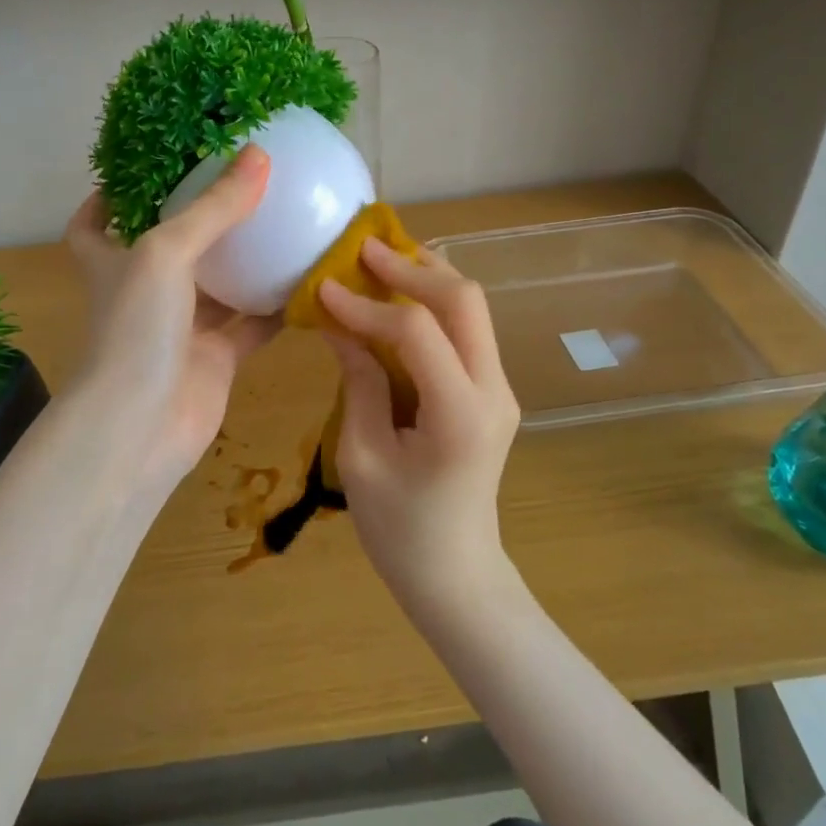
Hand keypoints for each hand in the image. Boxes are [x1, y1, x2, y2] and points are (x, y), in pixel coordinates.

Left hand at [64, 145, 278, 493]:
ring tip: (284, 221)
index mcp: (113, 262)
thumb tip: (258, 155)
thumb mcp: (166, 254)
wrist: (141, 430)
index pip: (94, 225)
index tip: (140, 172)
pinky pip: (251, 325)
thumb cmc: (136, 330)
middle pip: (168, 248)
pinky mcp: (215, 359)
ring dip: (246, 262)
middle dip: (198, 220)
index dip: (110, 198)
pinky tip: (308, 281)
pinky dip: (276, 307)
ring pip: (218, 286)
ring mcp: (181, 328)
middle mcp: (145, 292)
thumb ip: (213, 208)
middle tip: (240, 184)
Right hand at [318, 239, 521, 609]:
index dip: (368, 306)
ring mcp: (499, 388)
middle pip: (464, 301)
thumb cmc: (400, 530)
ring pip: (472, 307)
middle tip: (363, 250)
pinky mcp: (490, 390)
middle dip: (412, 268)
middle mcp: (493, 390)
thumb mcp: (362, 457)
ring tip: (379, 259)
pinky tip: (399, 295)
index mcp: (461, 415)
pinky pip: (466, 330)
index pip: (417, 332)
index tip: (325, 289)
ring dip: (426, 276)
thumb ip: (357, 382)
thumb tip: (339, 323)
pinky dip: (432, 303)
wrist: (456, 574)